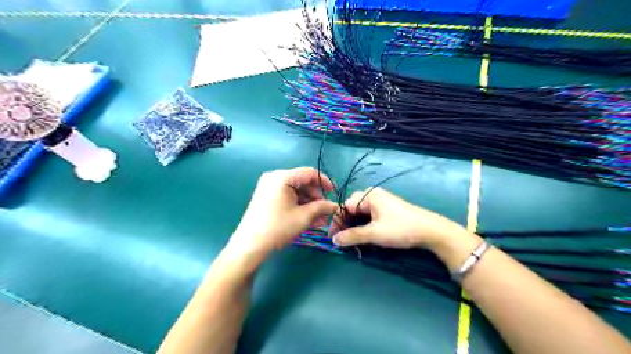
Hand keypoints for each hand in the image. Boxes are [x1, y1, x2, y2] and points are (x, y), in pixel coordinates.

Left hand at [226, 167, 337, 266]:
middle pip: (302, 182)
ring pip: (296, 192)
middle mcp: (274, 178)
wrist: (249, 246)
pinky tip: (309, 220)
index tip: (334, 193)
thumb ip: (322, 207)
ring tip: (320, 220)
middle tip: (326, 212)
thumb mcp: (303, 217)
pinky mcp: (267, 198)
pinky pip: (287, 197)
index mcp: (282, 177)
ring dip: (309, 205)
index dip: (324, 182)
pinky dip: (299, 207)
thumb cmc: (278, 228)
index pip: (309, 173)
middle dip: (316, 197)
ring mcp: (269, 188)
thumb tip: (335, 205)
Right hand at [330, 188, 466, 248]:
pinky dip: (364, 223)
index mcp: (369, 196)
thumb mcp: (375, 234)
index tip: (333, 237)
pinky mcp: (388, 208)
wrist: (431, 230)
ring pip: (361, 211)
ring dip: (355, 224)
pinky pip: (370, 213)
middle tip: (343, 238)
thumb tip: (333, 240)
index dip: (338, 221)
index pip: (345, 206)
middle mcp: (374, 195)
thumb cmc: (401, 229)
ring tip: (352, 238)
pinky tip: (365, 234)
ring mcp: (382, 201)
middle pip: (352, 207)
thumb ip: (352, 236)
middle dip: (346, 222)